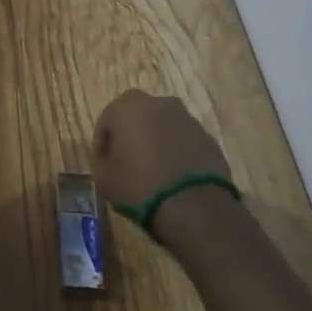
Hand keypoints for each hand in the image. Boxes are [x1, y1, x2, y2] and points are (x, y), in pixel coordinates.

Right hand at [91, 89, 231, 211]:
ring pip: (163, 128)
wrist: (194, 207)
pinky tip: (174, 178)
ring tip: (153, 173)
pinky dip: (177, 154)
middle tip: (128, 164)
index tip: (105, 165)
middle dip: (131, 138)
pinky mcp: (208, 138)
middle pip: (137, 119)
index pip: (106, 122)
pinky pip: (184, 142)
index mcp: (127, 106)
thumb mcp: (103, 179)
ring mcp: (187, 119)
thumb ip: (103, 161)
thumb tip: (111, 160)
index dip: (103, 145)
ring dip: (156, 144)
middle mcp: (159, 103)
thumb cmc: (139, 186)